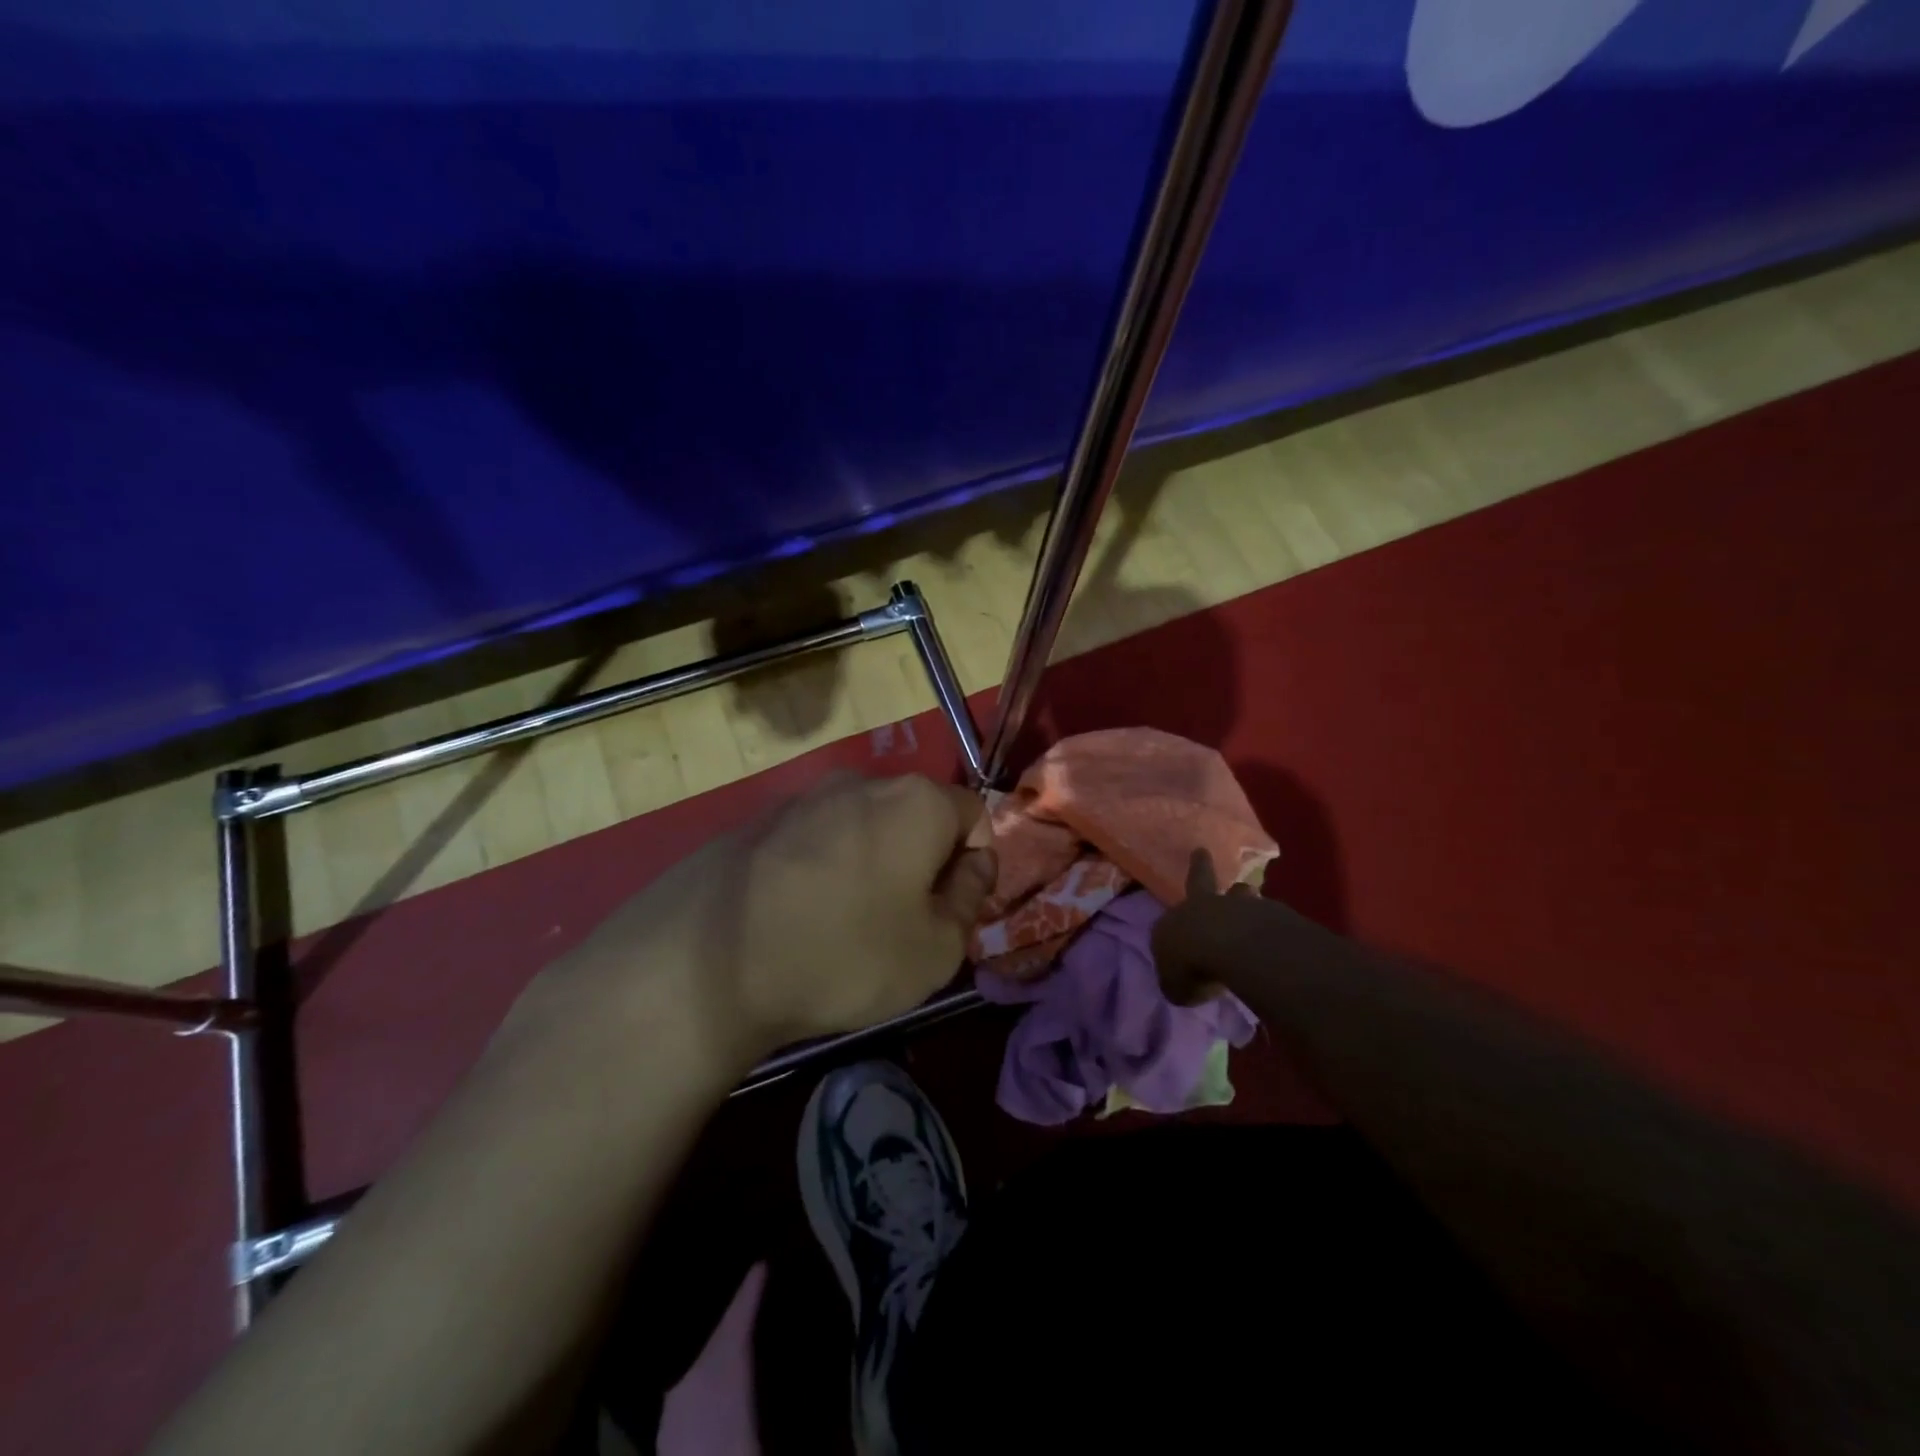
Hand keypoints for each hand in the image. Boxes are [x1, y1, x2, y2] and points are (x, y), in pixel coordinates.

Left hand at [558, 772, 996, 1064]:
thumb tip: (974, 864)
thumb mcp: (936, 950)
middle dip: (921, 859)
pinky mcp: (759, 818)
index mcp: (917, 801)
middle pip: (915, 815)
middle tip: (904, 920)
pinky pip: (815, 837)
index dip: (973, 862)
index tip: (952, 908)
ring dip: (870, 861)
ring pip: (863, 824)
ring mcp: (804, 795)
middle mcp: (863, 782)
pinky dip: (822, 865)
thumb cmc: (845, 954)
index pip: (974, 814)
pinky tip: (798, 913)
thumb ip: (970, 898)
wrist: (710, 960)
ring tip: (845, 921)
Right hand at [1149, 848, 1269, 1005]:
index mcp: (1172, 924)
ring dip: (1241, 895)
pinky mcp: (1266, 912)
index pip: (1167, 928)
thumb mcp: (1176, 986)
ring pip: (1238, 894)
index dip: (1173, 939)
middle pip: (1199, 881)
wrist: (1228, 945)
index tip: (1178, 950)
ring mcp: (1234, 906)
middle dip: (1199, 866)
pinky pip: (1264, 913)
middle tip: (1201, 850)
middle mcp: (1200, 907)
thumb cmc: (1190, 964)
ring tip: (1248, 891)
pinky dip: (1266, 920)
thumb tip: (1184, 984)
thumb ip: (1179, 983)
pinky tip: (1274, 932)